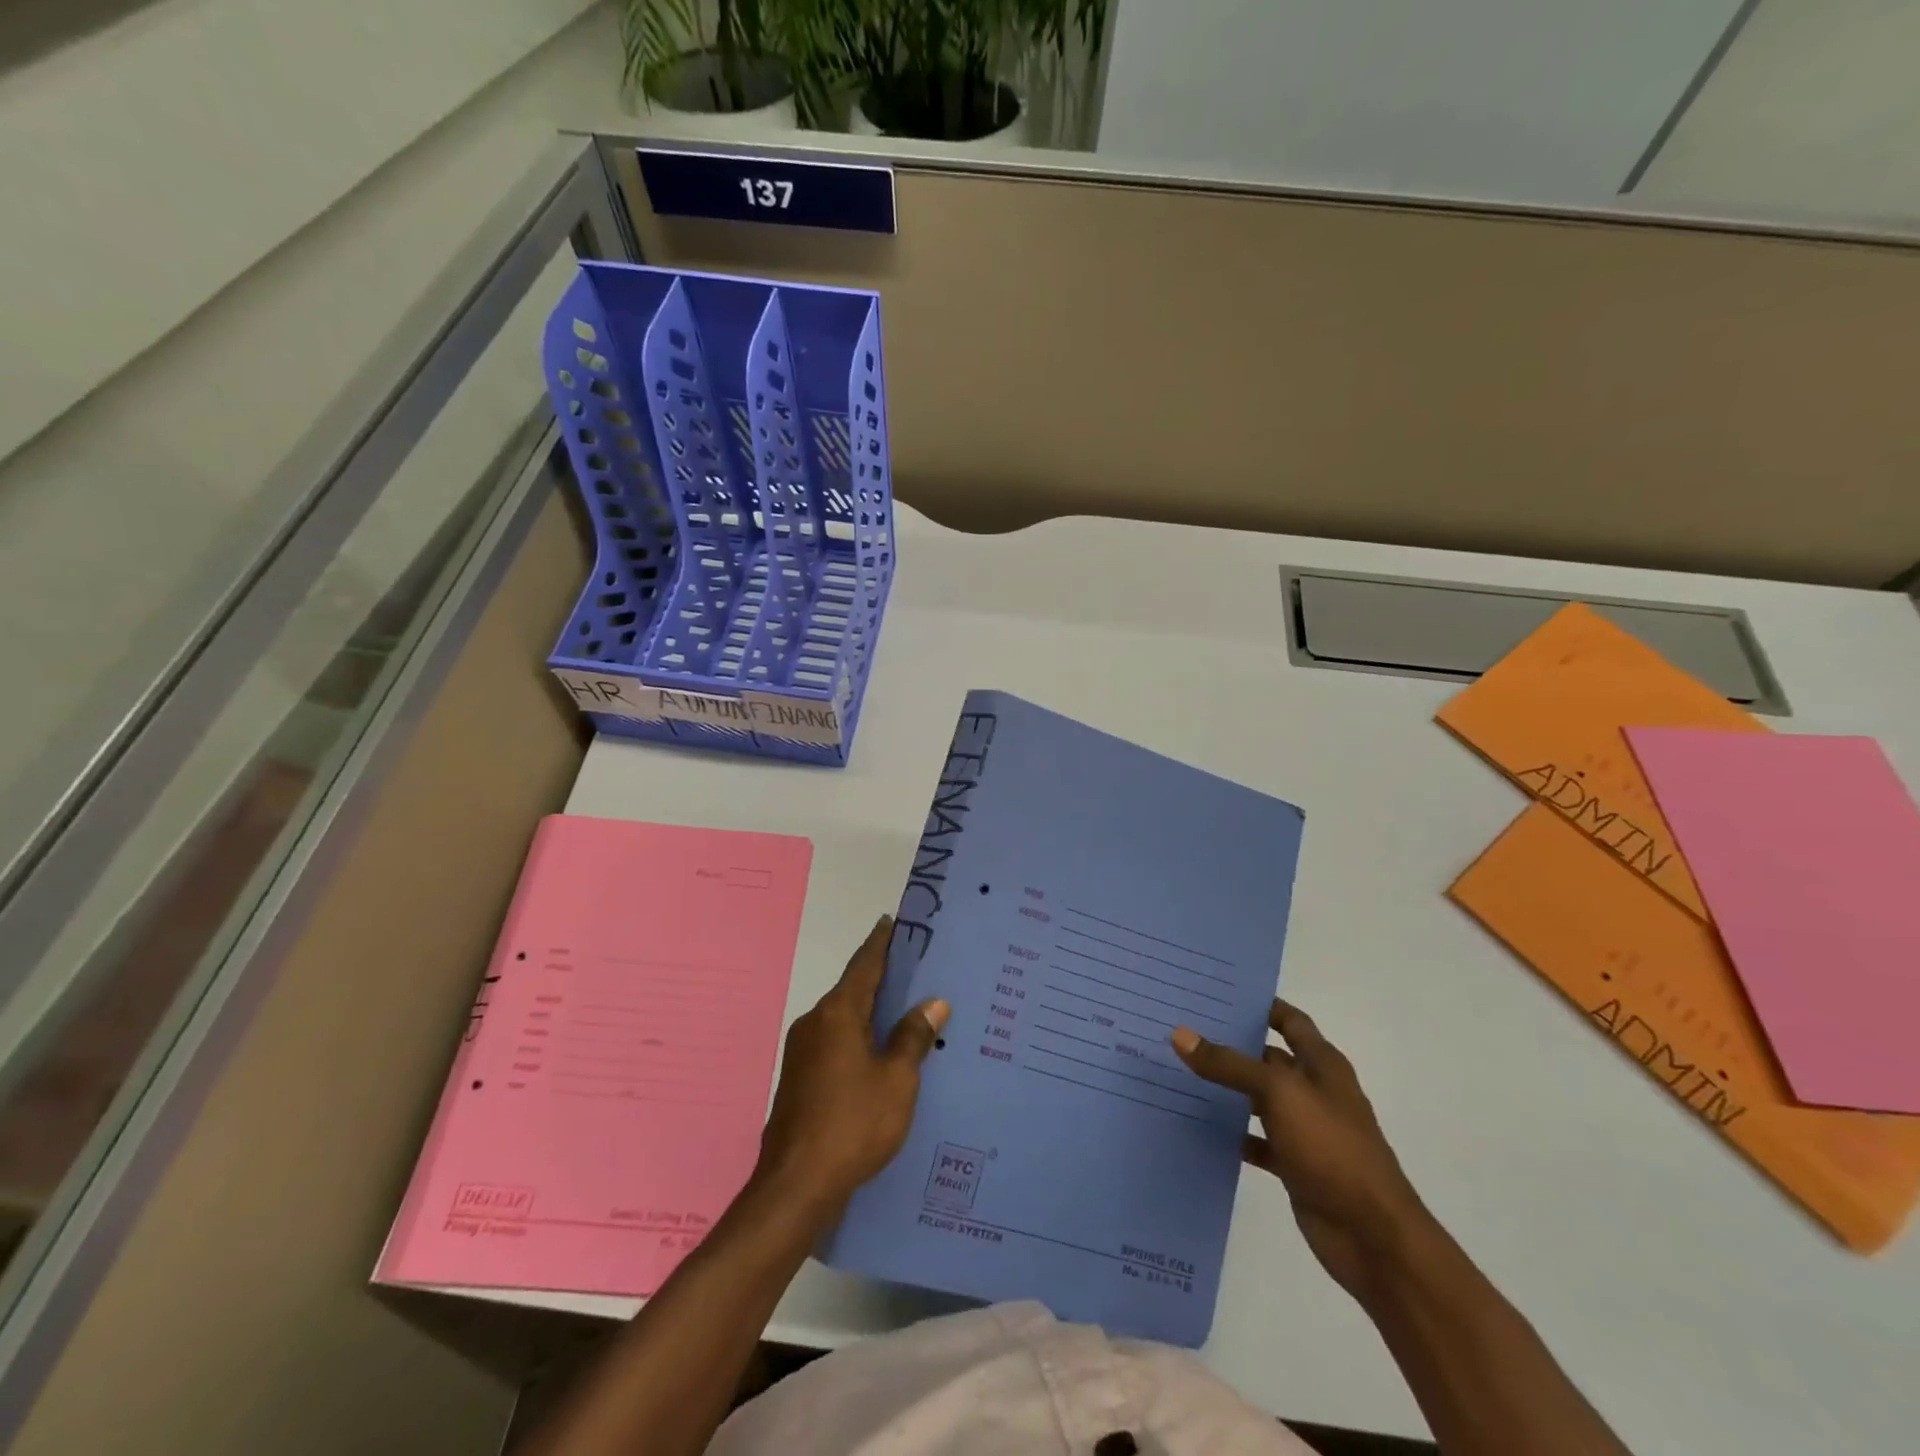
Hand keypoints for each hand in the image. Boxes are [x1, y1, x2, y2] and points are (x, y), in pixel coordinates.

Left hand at [755, 916, 949, 1213]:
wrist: (796, 1184)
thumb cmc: (853, 1123)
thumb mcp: (897, 1080)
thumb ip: (913, 1037)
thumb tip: (933, 1002)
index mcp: (838, 1013)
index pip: (864, 964)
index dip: (881, 943)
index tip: (892, 921)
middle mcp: (815, 1022)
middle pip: (853, 988)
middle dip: (881, 976)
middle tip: (914, 966)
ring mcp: (803, 1050)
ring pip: (844, 1017)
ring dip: (871, 1010)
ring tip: (904, 1007)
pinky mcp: (800, 1077)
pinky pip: (836, 1040)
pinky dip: (859, 1034)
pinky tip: (880, 1050)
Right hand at [1172, 1001, 1430, 1302]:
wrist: (1372, 1236)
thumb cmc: (1331, 1148)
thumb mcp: (1278, 1094)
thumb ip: (1229, 1064)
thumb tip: (1180, 1034)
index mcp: (1322, 1064)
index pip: (1290, 1020)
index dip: (1261, 1004)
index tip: (1218, 992)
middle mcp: (1314, 1091)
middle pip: (1269, 1058)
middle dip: (1233, 1044)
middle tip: (1184, 1028)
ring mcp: (1306, 1129)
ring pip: (1259, 1099)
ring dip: (1228, 1089)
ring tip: (1180, 1071)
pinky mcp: (1295, 1164)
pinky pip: (1256, 1139)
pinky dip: (1233, 1133)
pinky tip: (1199, 1126)